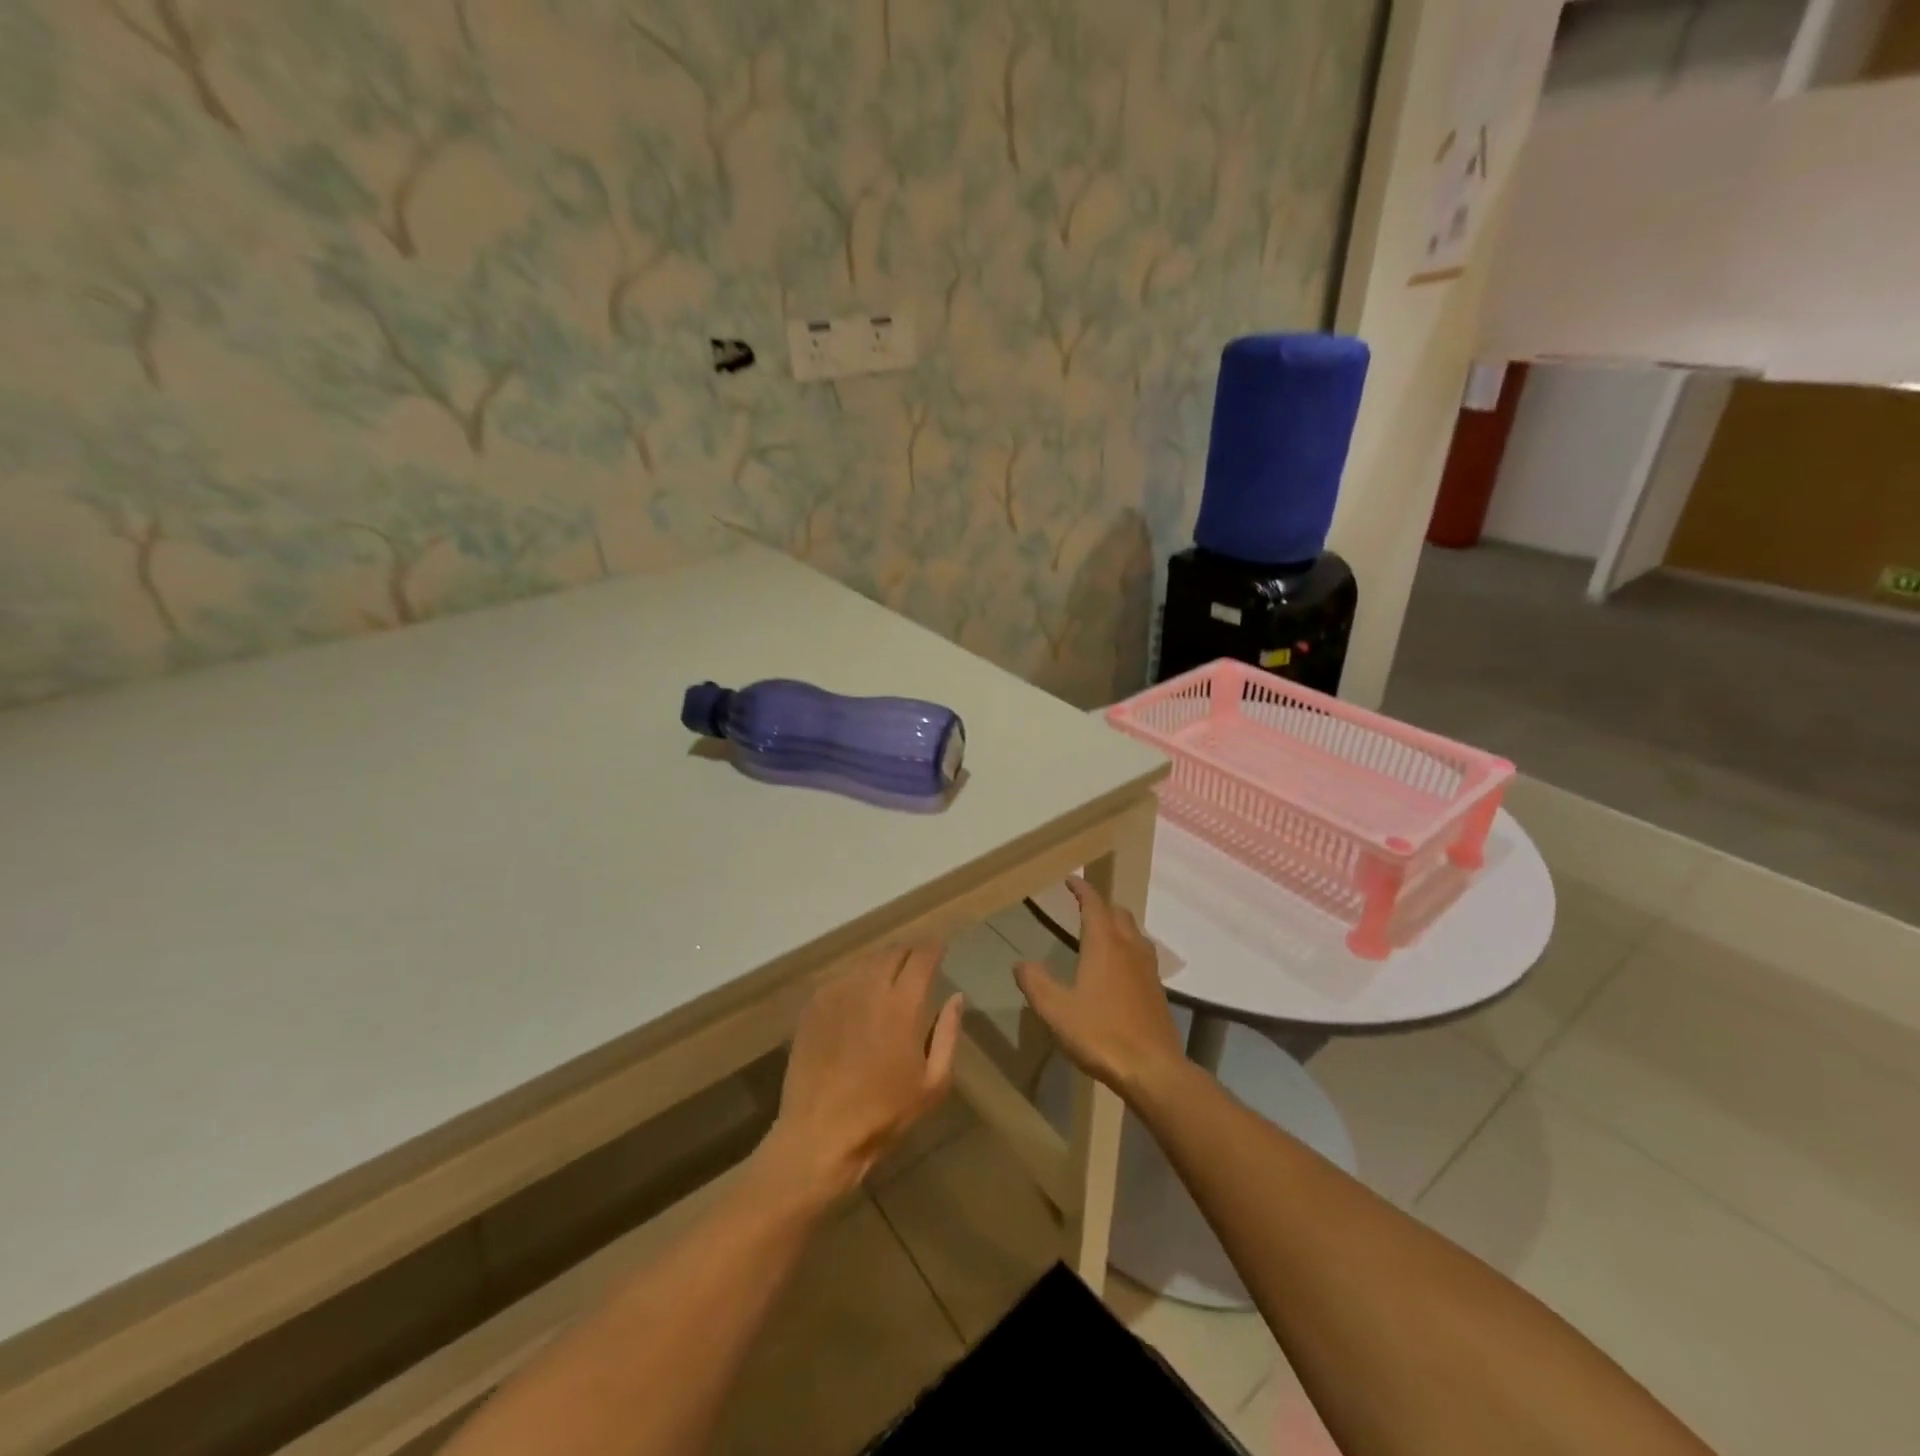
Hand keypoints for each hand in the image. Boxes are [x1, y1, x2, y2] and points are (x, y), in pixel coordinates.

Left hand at [763, 945, 963, 1203]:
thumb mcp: (933, 1083)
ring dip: (883, 965)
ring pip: (866, 963)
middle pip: (893, 953)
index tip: (940, 948)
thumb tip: (956, 997)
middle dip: (909, 954)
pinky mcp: (814, 1005)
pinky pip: (842, 979)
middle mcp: (869, 988)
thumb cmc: (884, 1113)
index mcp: (903, 1005)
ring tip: (889, 981)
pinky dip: (857, 981)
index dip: (934, 947)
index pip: (922, 956)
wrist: (820, 1134)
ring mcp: (837, 993)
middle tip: (917, 966)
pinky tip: (859, 1000)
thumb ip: (947, 1033)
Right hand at [1014, 877, 1182, 1097]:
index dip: (1082, 890)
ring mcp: (1148, 969)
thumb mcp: (1056, 1010)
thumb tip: (1020, 964)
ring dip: (1118, 925)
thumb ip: (1036, 983)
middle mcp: (1129, 948)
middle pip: (1118, 913)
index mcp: (1104, 944)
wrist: (1153, 1069)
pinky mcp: (1157, 990)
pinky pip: (1142, 954)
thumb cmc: (1100, 1034)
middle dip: (1101, 905)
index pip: (1094, 905)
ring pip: (1134, 932)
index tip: (1071, 880)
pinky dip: (1128, 947)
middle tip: (1083, 906)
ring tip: (1102, 932)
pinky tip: (1120, 968)